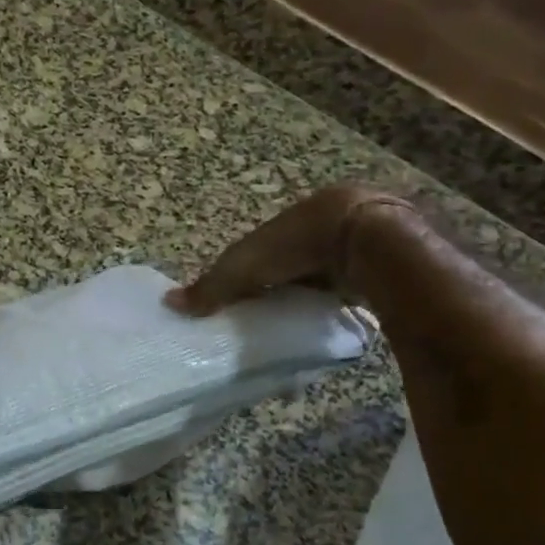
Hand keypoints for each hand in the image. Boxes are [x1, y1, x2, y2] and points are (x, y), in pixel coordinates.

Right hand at [165, 184, 414, 315]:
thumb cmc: (298, 244)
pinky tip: (332, 317)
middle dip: (280, 283)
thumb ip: (211, 287)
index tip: (238, 301)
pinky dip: (339, 299)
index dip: (245, 274)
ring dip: (311, 291)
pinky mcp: (376, 263)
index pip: (257, 250)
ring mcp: (348, 244)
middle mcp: (314, 228)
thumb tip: (169, 303)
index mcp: (282, 223)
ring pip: (321, 271)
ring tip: (298, 321)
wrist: (369, 239)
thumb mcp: (245, 268)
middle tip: (267, 314)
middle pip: (289, 261)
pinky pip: (350, 283)